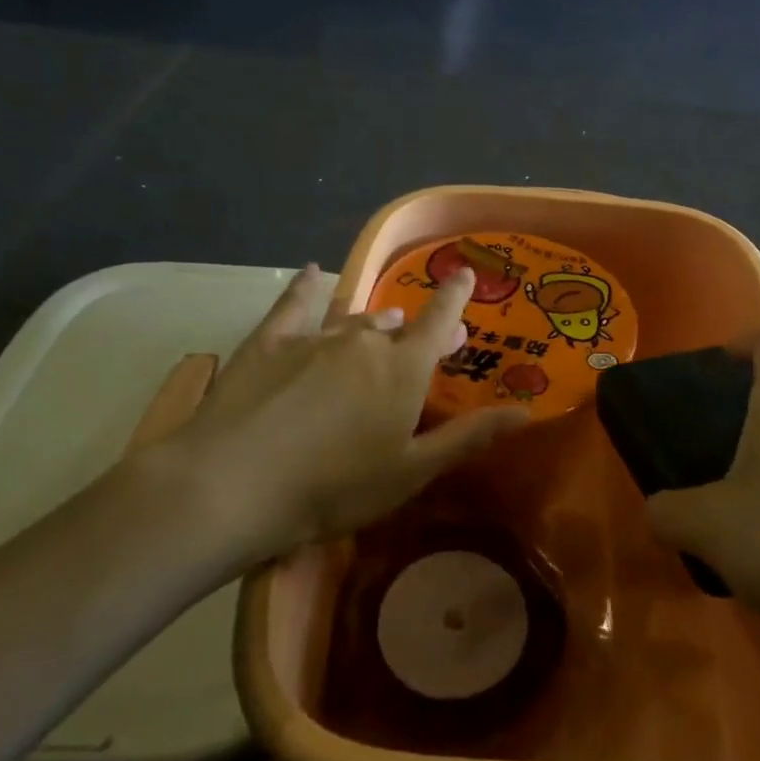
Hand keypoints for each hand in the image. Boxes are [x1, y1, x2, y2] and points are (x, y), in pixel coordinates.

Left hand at [144, 264, 528, 565]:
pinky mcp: (269, 342)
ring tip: (381, 322)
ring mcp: (314, 338)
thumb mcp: (412, 472)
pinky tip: (309, 274)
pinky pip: (294, 305)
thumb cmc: (335, 488)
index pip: (438, 322)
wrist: (234, 485)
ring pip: (353, 321)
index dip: (454, 297)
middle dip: (412, 329)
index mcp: (403, 370)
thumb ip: (468, 437)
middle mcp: (364, 342)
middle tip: (420, 338)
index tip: (464, 272)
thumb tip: (525, 411)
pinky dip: (306, 288)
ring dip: (371, 323)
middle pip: (396, 326)